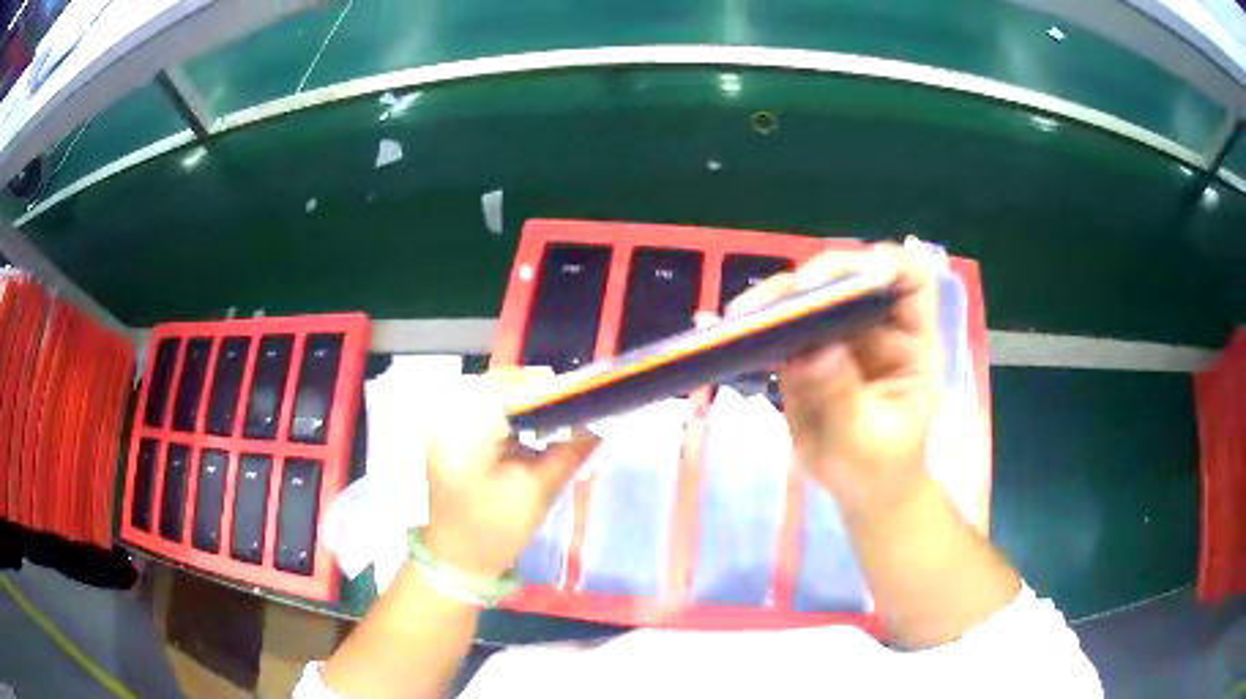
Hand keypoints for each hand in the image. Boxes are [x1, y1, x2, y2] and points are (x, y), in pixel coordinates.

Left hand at [423, 368, 599, 577]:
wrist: (458, 560)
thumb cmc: (494, 530)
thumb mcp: (537, 492)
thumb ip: (569, 453)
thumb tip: (599, 425)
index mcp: (463, 429)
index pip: (508, 388)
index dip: (547, 388)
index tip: (582, 396)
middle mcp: (449, 418)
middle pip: (500, 386)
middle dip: (539, 394)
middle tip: (575, 407)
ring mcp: (447, 427)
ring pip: (494, 397)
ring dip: (527, 403)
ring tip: (560, 417)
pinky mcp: (452, 438)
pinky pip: (486, 413)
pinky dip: (513, 416)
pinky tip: (535, 430)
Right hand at [728, 242, 942, 514]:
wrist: (858, 491)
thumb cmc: (879, 468)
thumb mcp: (867, 442)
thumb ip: (843, 399)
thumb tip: (813, 353)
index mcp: (911, 343)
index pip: (911, 280)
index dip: (887, 266)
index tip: (849, 280)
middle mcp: (876, 327)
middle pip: (851, 277)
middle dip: (816, 279)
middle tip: (780, 300)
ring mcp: (839, 336)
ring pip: (810, 296)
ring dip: (776, 298)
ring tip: (742, 315)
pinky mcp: (806, 352)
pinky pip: (781, 327)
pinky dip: (756, 324)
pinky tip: (728, 329)